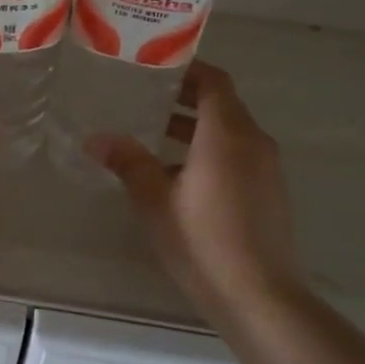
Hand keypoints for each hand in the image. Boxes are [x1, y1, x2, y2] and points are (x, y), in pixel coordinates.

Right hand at [88, 62, 300, 317]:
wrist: (261, 298)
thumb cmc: (203, 241)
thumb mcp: (155, 200)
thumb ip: (128, 162)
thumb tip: (95, 138)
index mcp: (227, 133)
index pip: (213, 81)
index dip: (187, 68)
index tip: (156, 65)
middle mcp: (253, 142)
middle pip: (222, 104)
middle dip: (185, 97)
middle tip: (145, 95)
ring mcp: (266, 168)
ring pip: (229, 131)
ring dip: (195, 127)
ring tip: (153, 132)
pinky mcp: (269, 192)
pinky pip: (238, 155)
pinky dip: (210, 150)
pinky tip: (178, 174)